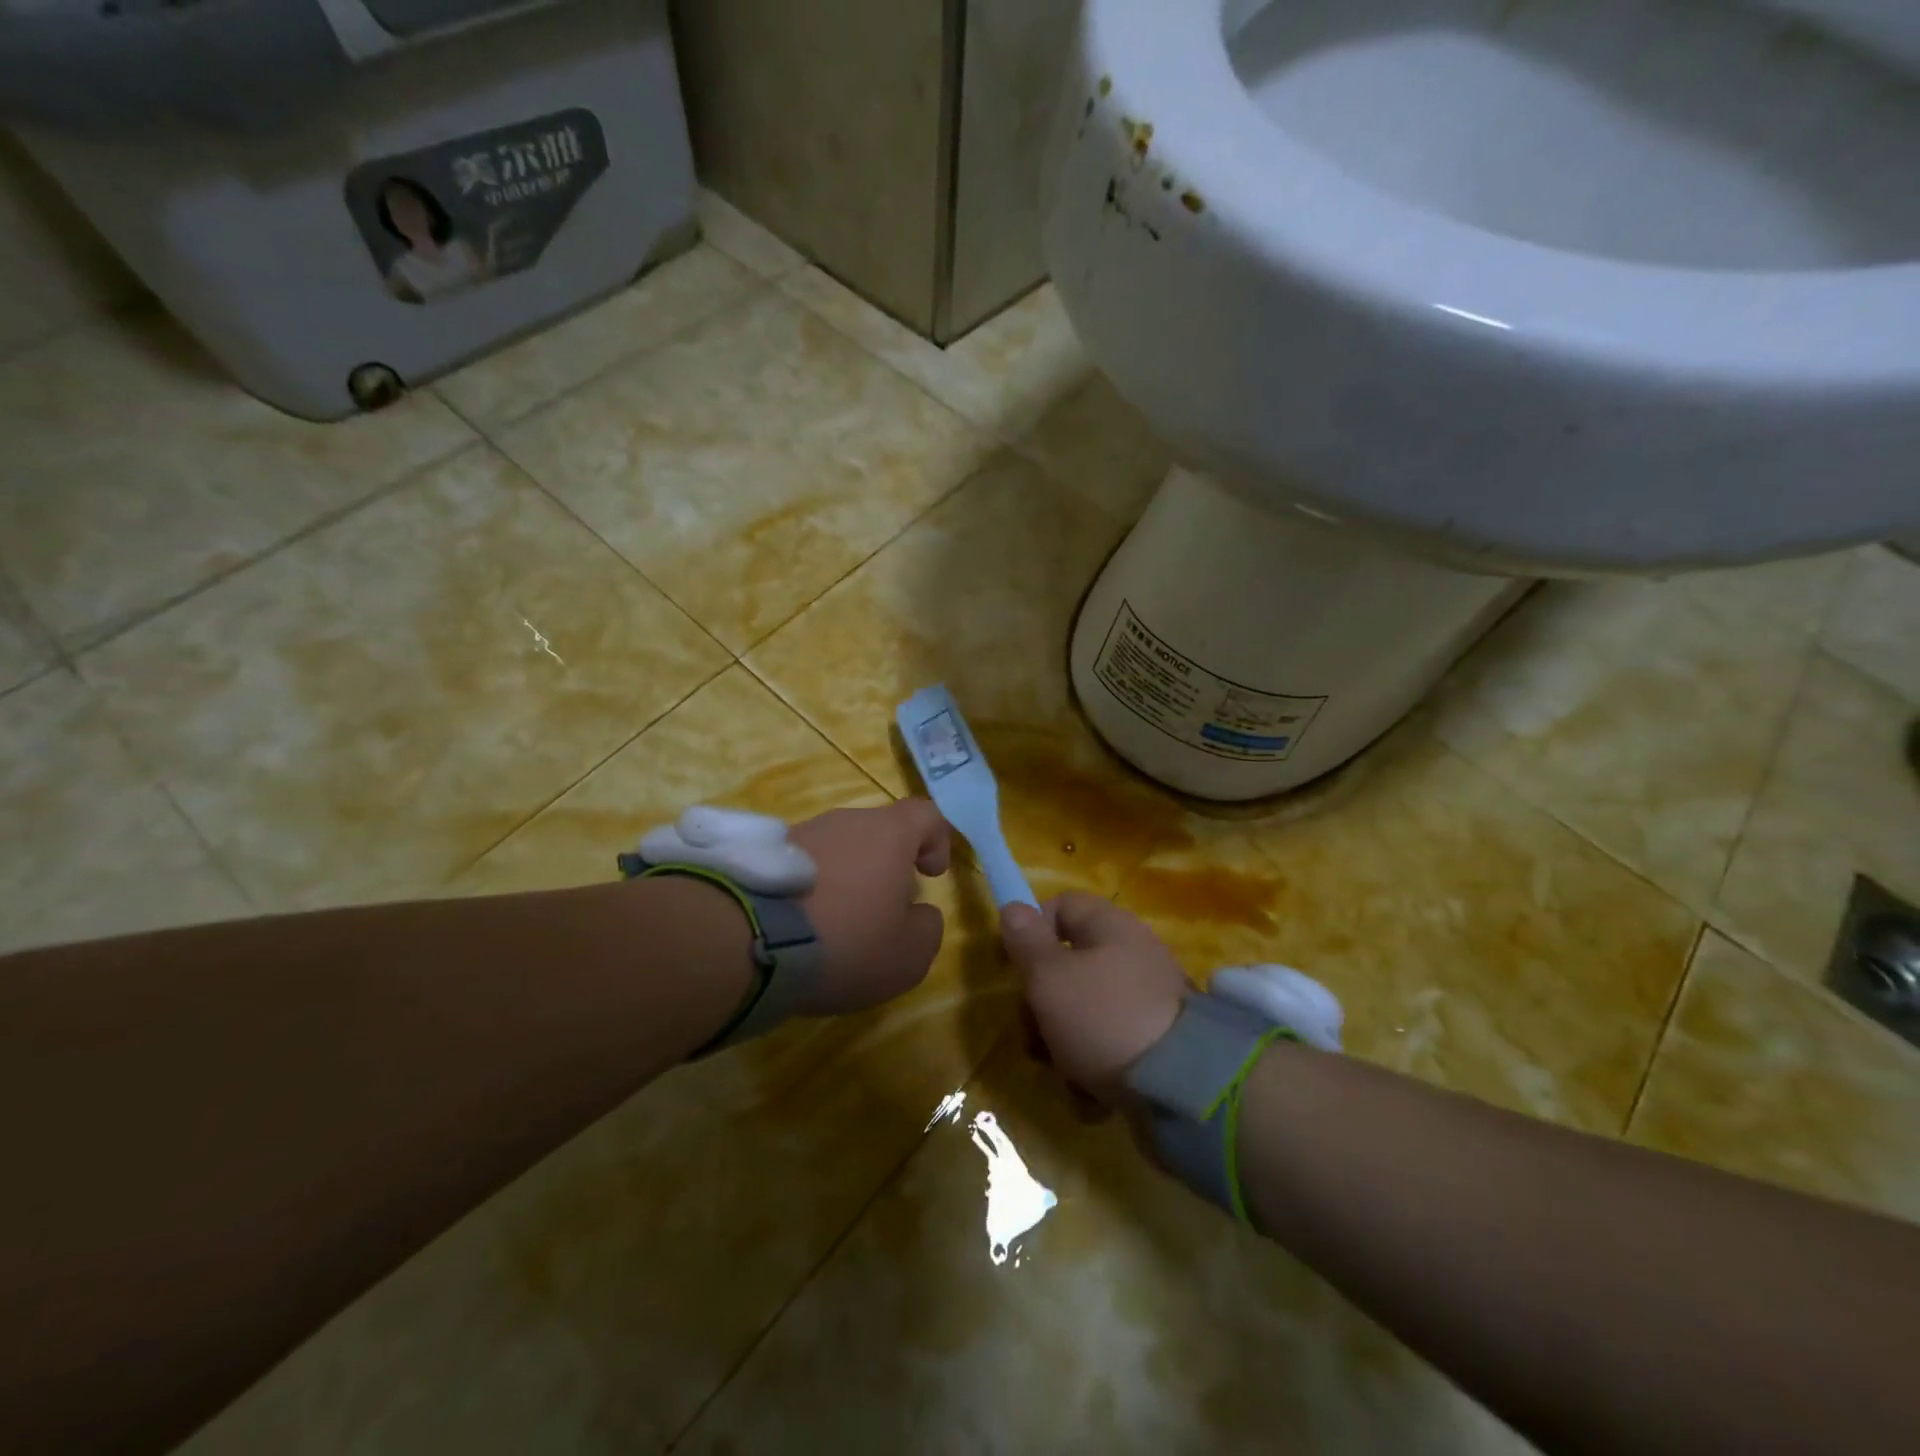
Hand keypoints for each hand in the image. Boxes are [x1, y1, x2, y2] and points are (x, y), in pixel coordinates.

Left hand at [785, 799, 950, 1014]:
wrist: (749, 942)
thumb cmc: (847, 942)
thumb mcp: (908, 955)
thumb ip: (927, 929)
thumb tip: (920, 914)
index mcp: (888, 834)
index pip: (926, 814)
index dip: (936, 840)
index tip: (931, 874)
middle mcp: (845, 821)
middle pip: (878, 833)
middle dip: (887, 867)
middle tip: (883, 911)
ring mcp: (801, 833)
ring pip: (839, 848)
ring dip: (847, 877)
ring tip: (837, 924)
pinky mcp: (764, 854)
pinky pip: (803, 865)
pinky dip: (811, 888)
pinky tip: (803, 926)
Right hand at [1000, 893, 1191, 1101]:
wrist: (1185, 1088)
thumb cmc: (1104, 1018)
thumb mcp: (1050, 978)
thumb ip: (1026, 942)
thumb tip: (1013, 906)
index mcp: (1110, 926)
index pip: (1061, 906)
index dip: (1032, 931)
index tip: (1017, 969)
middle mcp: (1133, 953)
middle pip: (1070, 963)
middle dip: (1044, 1001)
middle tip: (1034, 1033)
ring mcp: (1150, 997)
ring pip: (1087, 1008)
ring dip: (1065, 1040)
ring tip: (1064, 1073)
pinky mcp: (1160, 1039)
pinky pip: (1113, 1041)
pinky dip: (1096, 1064)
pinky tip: (1091, 1093)